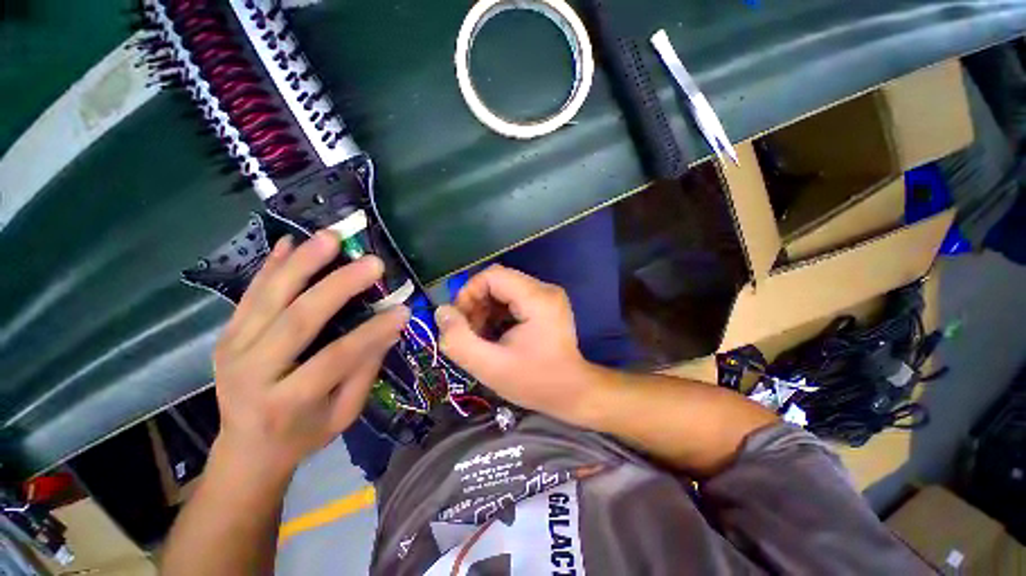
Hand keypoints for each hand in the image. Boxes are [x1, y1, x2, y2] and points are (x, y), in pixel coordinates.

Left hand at [211, 231, 408, 476]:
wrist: (246, 450)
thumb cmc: (303, 435)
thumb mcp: (343, 414)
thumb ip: (365, 371)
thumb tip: (391, 328)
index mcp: (285, 402)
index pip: (335, 358)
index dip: (372, 333)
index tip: (402, 310)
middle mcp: (251, 373)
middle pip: (297, 320)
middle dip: (338, 286)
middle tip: (371, 262)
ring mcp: (232, 349)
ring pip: (269, 299)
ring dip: (302, 263)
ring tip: (330, 238)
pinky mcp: (226, 335)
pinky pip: (249, 295)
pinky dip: (271, 266)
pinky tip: (289, 243)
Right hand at [435, 265, 592, 418]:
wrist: (573, 392)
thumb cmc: (535, 382)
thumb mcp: (490, 367)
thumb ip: (459, 340)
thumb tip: (442, 312)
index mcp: (537, 298)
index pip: (492, 275)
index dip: (469, 293)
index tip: (460, 321)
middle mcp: (545, 289)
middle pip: (498, 281)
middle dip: (476, 304)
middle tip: (469, 332)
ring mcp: (548, 295)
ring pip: (504, 289)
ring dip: (486, 309)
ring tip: (481, 336)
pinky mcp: (546, 304)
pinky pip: (514, 298)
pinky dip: (498, 313)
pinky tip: (495, 334)